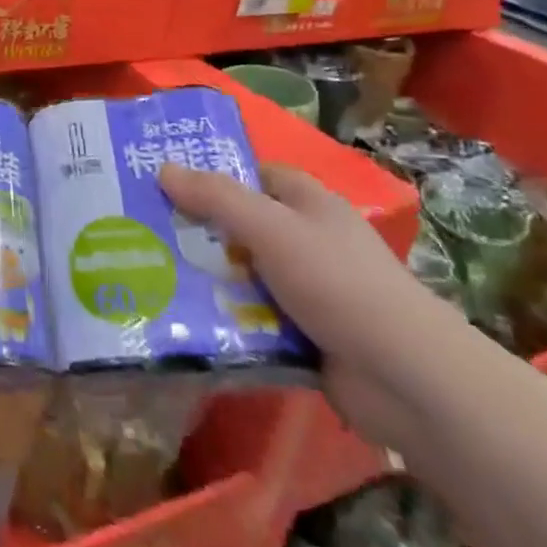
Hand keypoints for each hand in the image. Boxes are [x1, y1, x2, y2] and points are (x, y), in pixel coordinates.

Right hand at [160, 162, 458, 449]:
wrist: (404, 378)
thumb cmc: (338, 283)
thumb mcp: (271, 228)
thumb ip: (217, 197)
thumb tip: (163, 168)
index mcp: (309, 204)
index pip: (256, 175)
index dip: (215, 175)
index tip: (166, 183)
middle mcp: (308, 240)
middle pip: (241, 224)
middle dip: (197, 229)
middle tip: (142, 230)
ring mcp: (306, 289)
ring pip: (241, 272)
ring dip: (204, 276)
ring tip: (148, 273)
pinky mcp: (301, 332)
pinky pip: (249, 314)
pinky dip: (221, 316)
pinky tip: (181, 317)